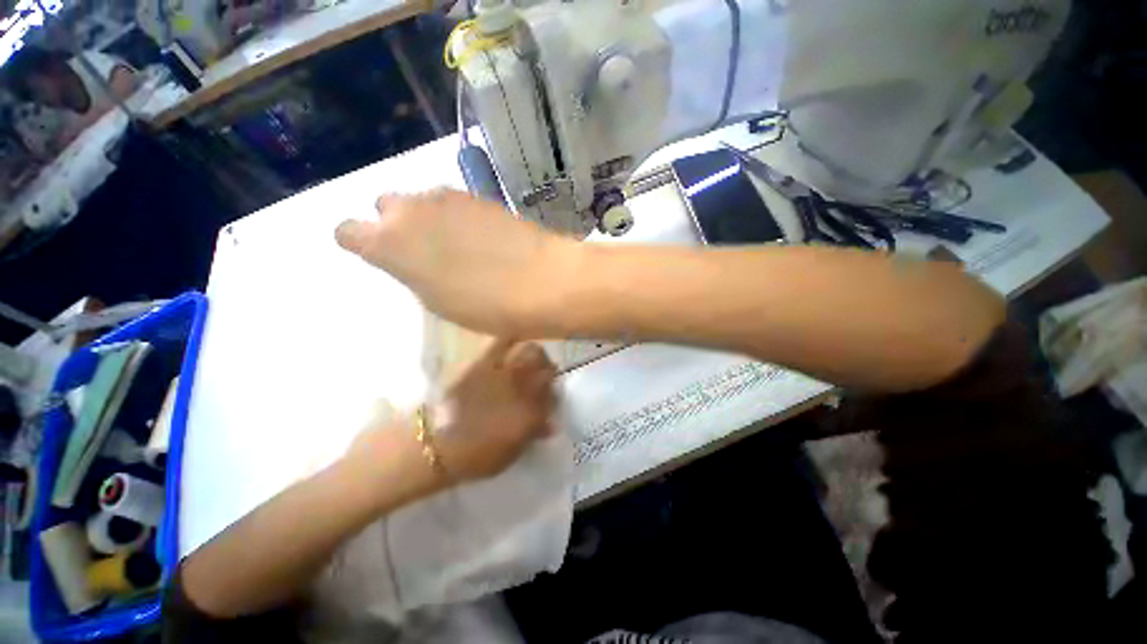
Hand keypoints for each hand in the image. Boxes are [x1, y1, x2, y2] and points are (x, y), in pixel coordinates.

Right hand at [335, 189, 578, 336]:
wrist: (542, 281)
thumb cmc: (487, 305)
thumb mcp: (437, 301)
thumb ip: (412, 271)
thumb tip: (411, 257)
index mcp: (389, 243)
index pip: (348, 231)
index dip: (362, 243)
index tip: (381, 256)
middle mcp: (411, 210)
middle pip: (386, 206)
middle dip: (397, 224)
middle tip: (424, 249)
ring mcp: (448, 197)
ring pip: (421, 200)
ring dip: (429, 218)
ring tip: (457, 244)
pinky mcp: (479, 196)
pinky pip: (453, 202)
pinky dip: (456, 215)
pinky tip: (480, 236)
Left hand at [433, 338, 557, 480]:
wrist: (439, 444)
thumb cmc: (478, 455)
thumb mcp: (512, 452)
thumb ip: (534, 433)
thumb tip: (550, 424)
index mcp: (533, 412)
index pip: (554, 395)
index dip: (554, 395)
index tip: (550, 398)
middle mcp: (524, 387)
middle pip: (548, 369)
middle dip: (549, 370)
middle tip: (543, 375)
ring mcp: (505, 372)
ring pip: (532, 351)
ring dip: (536, 354)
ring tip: (532, 358)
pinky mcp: (484, 363)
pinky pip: (502, 343)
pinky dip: (510, 340)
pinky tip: (513, 344)